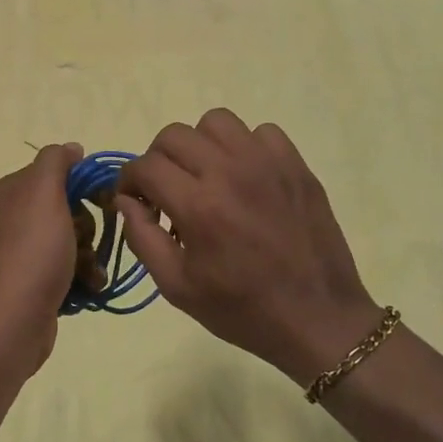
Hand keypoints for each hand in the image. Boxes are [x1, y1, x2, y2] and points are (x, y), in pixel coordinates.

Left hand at [0, 142, 82, 362]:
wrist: (14, 318)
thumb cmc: (32, 250)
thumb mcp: (44, 193)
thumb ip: (56, 162)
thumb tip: (71, 148)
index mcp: (9, 191)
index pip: (55, 172)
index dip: (84, 183)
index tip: (105, 199)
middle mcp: (11, 217)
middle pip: (67, 207)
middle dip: (87, 225)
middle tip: (86, 239)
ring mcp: (20, 251)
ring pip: (71, 239)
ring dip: (89, 253)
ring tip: (89, 271)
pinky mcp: (32, 281)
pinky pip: (67, 267)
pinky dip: (82, 275)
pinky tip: (89, 286)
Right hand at [117, 111, 375, 382]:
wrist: (318, 319)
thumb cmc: (242, 309)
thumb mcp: (177, 288)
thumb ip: (142, 238)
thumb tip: (124, 200)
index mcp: (198, 206)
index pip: (145, 166)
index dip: (129, 180)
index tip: (134, 199)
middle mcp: (230, 172)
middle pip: (174, 135)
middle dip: (158, 160)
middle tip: (166, 190)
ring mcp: (267, 163)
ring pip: (216, 122)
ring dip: (200, 145)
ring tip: (206, 176)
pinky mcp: (296, 165)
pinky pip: (261, 132)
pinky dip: (245, 147)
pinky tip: (246, 178)